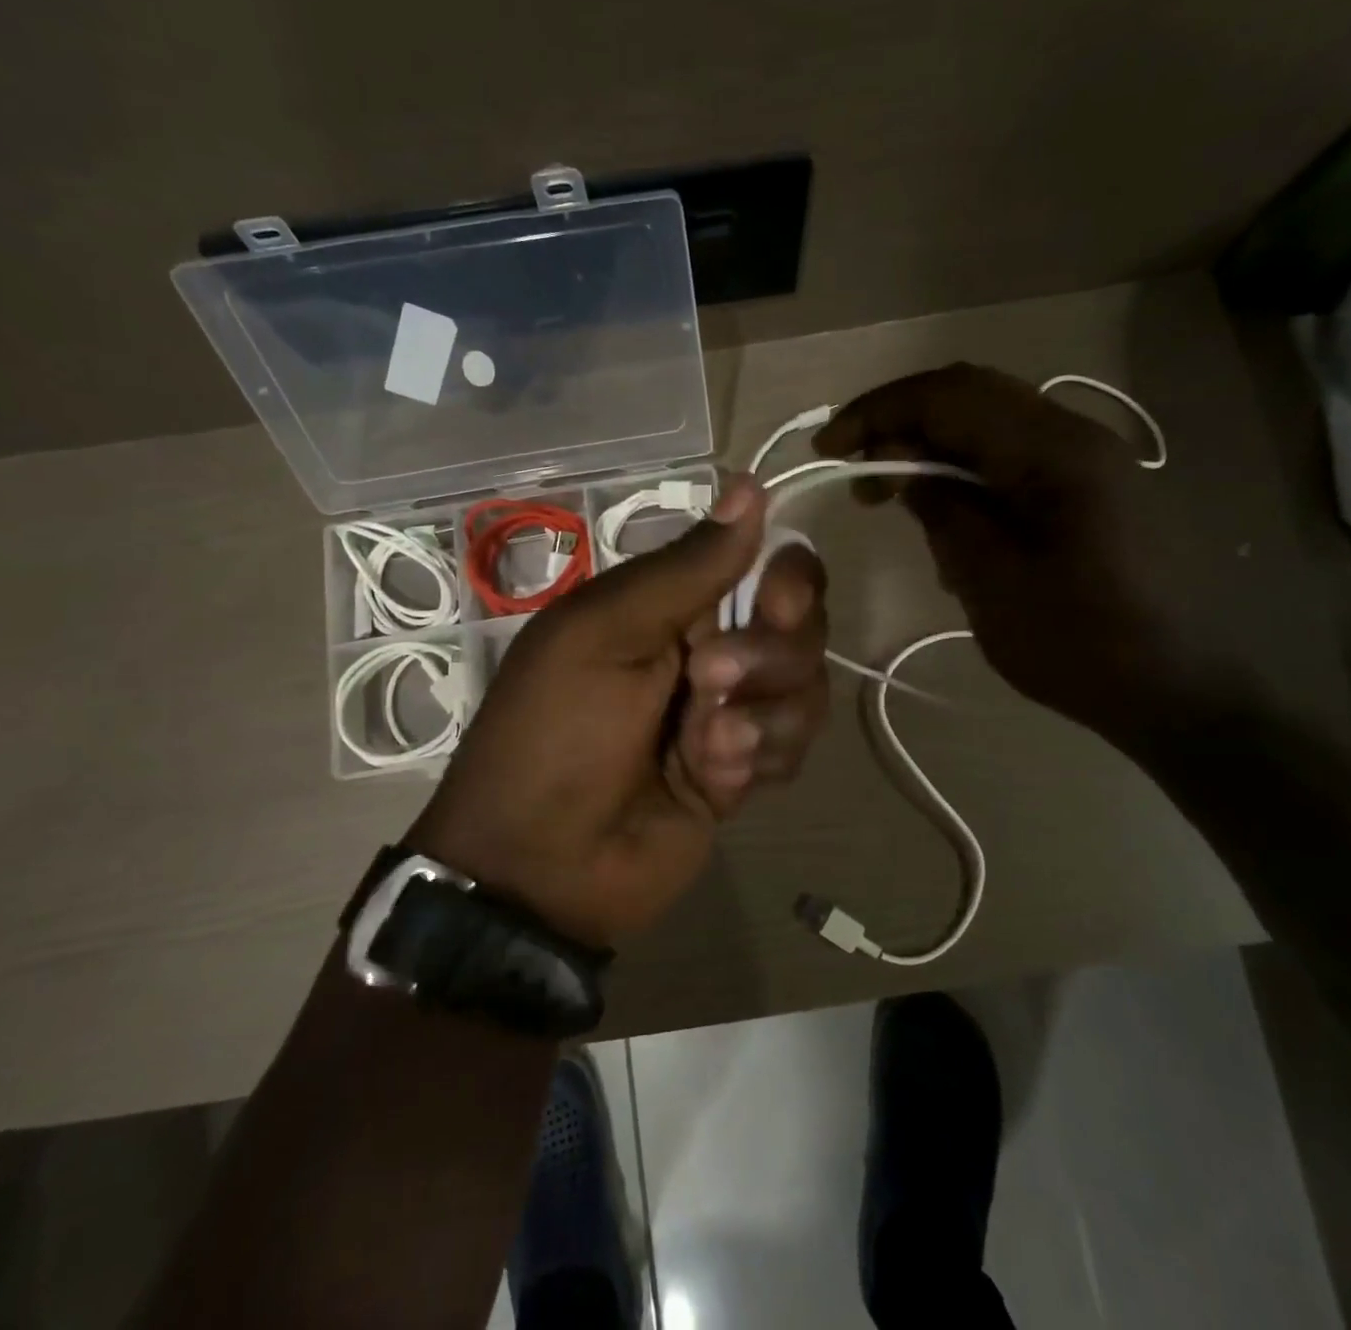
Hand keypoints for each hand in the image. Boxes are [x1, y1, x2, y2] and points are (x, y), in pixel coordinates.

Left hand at [405, 476, 828, 947]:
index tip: (777, 599)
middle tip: (710, 682)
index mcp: (671, 604)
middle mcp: (711, 648)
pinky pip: (793, 746)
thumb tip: (750, 485)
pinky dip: (755, 760)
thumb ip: (686, 568)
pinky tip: (710, 783)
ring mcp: (733, 712)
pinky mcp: (746, 769)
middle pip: (801, 627)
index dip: (789, 576)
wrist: (544, 865)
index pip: (765, 564)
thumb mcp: (606, 633)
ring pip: (806, 688)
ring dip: (760, 717)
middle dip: (770, 657)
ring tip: (703, 748)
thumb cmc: (558, 731)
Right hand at [814, 362, 1242, 743]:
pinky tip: (948, 520)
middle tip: (855, 469)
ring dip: (933, 448)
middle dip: (901, 423)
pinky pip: (1013, 459)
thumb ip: (944, 510)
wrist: (1179, 691)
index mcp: (1055, 452)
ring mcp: (1088, 460)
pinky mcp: (1090, 488)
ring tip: (893, 497)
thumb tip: (903, 466)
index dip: (879, 412)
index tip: (828, 450)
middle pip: (971, 396)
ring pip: (990, 425)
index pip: (950, 396)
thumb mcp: (991, 582)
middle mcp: (1076, 436)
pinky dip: (966, 473)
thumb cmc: (1081, 644)